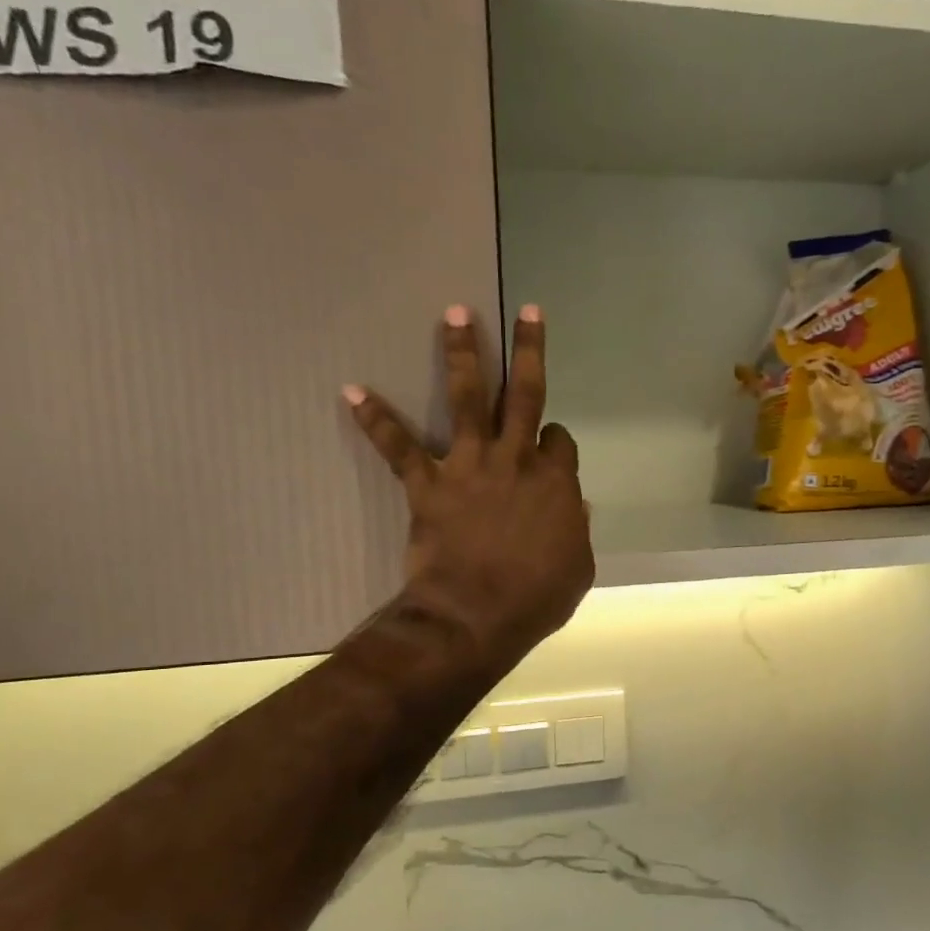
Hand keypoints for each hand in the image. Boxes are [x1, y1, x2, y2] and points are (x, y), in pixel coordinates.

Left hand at [345, 304, 593, 677]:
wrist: (475, 617)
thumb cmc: (535, 599)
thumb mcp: (578, 569)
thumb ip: (578, 531)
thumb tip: (575, 508)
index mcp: (557, 482)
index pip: (560, 440)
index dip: (555, 442)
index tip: (549, 449)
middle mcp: (516, 460)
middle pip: (526, 393)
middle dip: (529, 350)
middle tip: (528, 313)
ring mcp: (471, 467)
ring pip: (467, 398)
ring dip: (461, 353)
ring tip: (454, 313)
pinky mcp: (429, 484)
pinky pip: (400, 447)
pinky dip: (376, 420)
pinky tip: (352, 392)